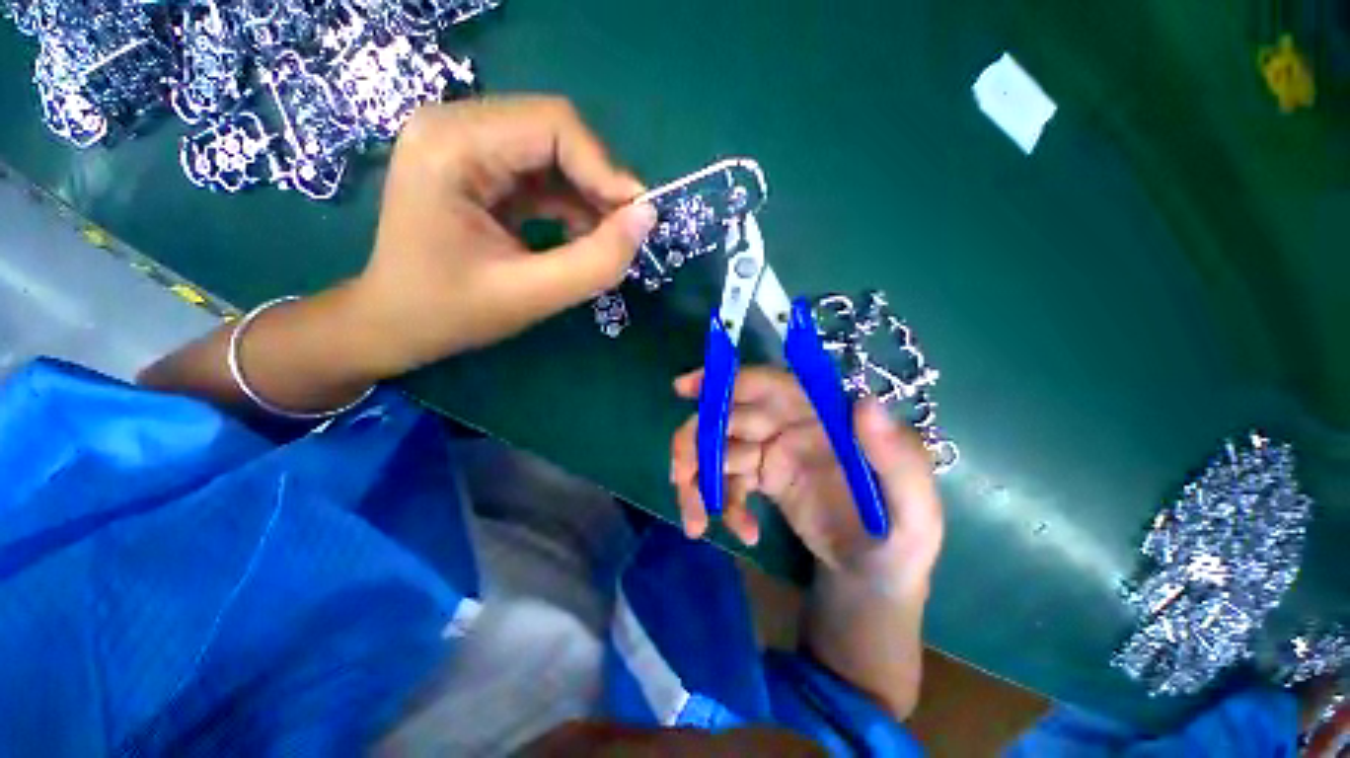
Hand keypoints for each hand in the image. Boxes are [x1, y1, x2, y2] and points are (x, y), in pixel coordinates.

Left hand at [345, 96, 657, 374]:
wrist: (395, 324)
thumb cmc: (450, 313)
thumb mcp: (531, 295)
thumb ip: (596, 261)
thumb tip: (647, 218)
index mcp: (452, 144)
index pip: (552, 125)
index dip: (604, 169)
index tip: (637, 218)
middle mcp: (456, 126)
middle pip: (555, 133)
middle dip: (598, 184)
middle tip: (624, 233)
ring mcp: (466, 144)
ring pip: (555, 153)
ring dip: (589, 196)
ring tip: (604, 241)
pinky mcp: (480, 167)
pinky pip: (543, 173)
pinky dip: (572, 204)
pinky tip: (580, 237)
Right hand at [670, 367, 943, 590]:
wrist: (873, 582)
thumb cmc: (899, 542)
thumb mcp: (914, 509)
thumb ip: (896, 457)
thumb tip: (864, 402)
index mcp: (824, 415)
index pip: (768, 384)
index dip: (726, 381)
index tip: (685, 389)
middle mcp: (791, 424)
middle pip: (729, 417)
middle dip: (697, 442)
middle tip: (680, 477)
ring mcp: (773, 451)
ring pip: (719, 450)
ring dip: (699, 481)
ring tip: (696, 522)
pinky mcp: (761, 478)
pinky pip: (728, 482)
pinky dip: (724, 505)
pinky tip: (742, 533)